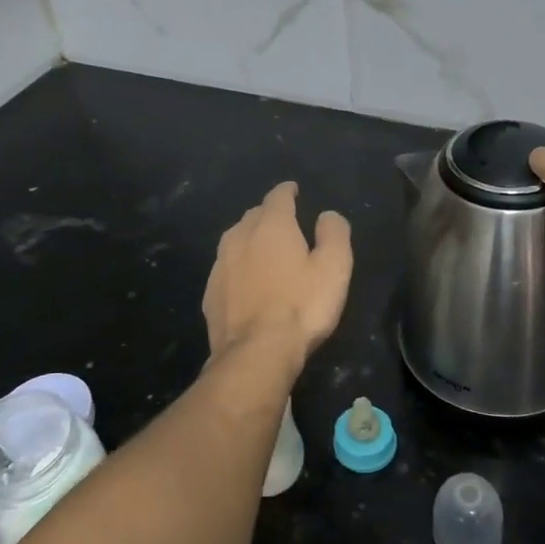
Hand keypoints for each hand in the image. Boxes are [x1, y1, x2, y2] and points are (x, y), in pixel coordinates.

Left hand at [202, 182, 352, 359]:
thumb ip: (334, 234)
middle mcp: (240, 237)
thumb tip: (327, 215)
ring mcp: (220, 265)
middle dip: (268, 215)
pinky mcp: (210, 293)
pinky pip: (226, 269)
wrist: (255, 353)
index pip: (278, 197)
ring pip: (235, 240)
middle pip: (254, 216)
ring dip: (250, 240)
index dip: (288, 191)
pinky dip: (238, 268)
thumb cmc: (301, 306)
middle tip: (284, 224)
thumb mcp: (334, 268)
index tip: (294, 190)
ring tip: (264, 249)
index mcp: (271, 226)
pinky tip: (246, 282)